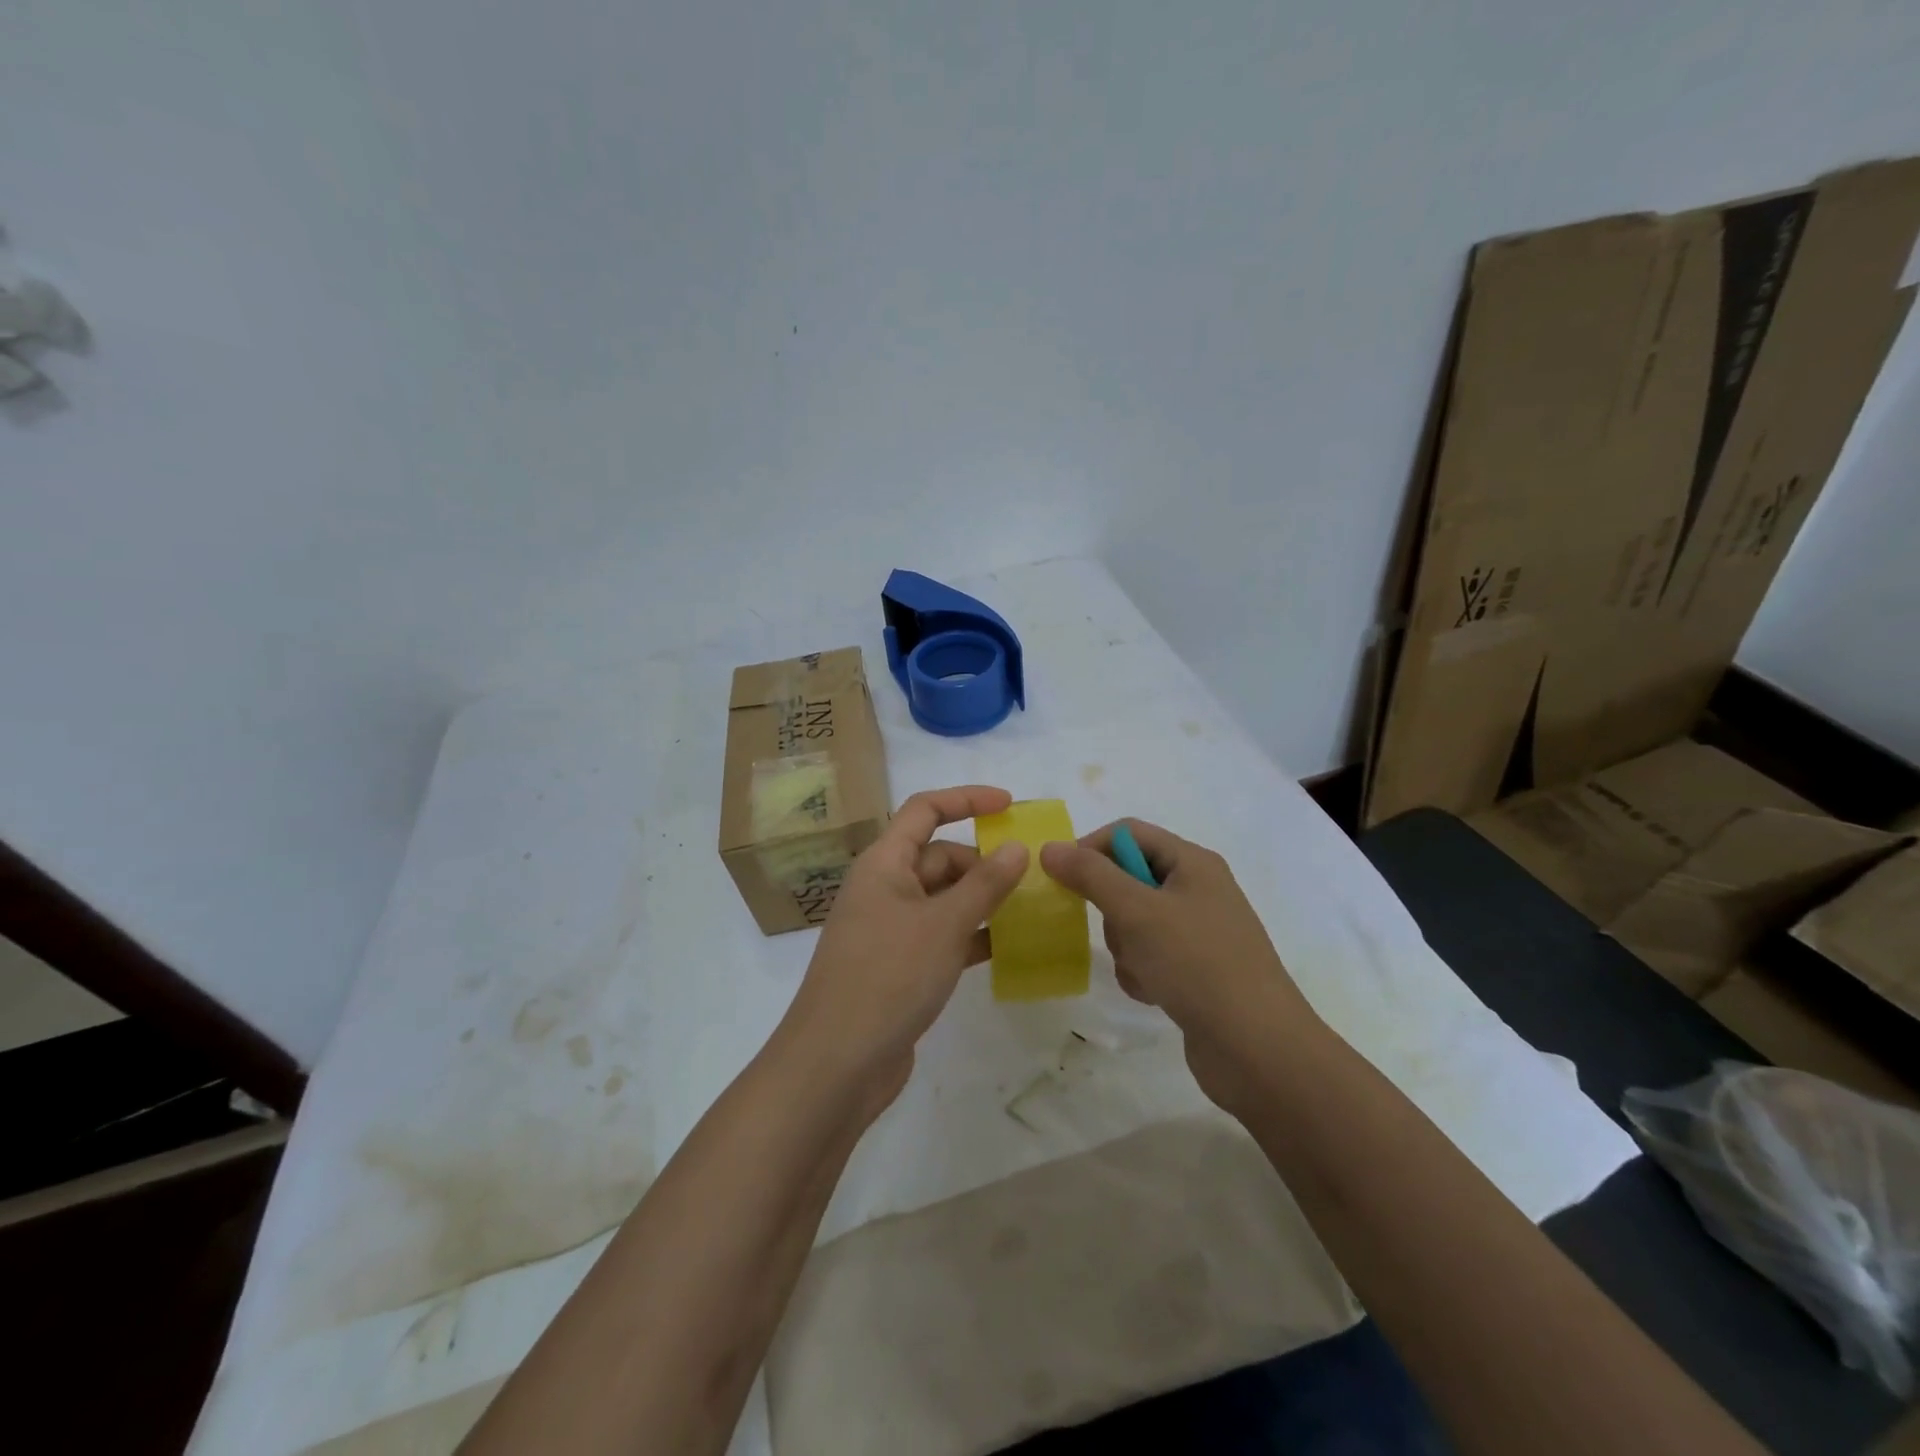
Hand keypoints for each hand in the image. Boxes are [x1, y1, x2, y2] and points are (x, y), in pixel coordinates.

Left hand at [774, 786, 1028, 1119]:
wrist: (836, 1065)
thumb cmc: (888, 978)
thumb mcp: (943, 925)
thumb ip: (984, 884)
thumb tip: (1016, 847)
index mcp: (884, 864)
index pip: (925, 810)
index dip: (966, 800)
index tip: (1010, 805)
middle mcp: (884, 888)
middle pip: (939, 857)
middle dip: (982, 862)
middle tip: (1031, 879)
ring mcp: (890, 929)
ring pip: (943, 899)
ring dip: (982, 900)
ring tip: (1029, 910)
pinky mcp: (899, 966)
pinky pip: (942, 935)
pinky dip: (972, 935)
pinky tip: (1007, 947)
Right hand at [1040, 819, 1321, 1114]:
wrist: (1258, 1048)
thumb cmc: (1197, 964)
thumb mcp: (1137, 912)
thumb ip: (1090, 875)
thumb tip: (1050, 847)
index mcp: (1193, 862)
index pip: (1127, 833)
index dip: (1091, 849)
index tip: (1064, 880)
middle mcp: (1198, 889)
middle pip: (1128, 878)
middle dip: (1112, 909)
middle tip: (1119, 934)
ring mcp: (1199, 931)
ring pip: (1134, 922)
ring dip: (1126, 947)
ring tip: (1144, 972)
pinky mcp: (1196, 969)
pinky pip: (1149, 955)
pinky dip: (1142, 972)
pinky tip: (1154, 993)